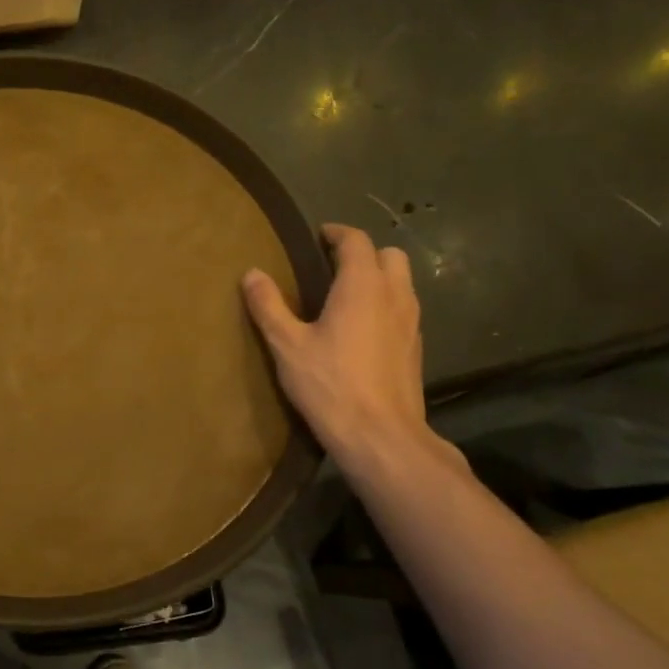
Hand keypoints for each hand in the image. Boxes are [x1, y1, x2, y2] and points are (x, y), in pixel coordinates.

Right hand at [242, 224, 454, 469]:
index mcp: (362, 287)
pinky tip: (362, 329)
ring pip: (401, 282)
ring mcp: (411, 322)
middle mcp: (394, 295)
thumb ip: (269, 306)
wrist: (380, 435)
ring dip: (378, 278)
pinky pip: (403, 309)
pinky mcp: (415, 347)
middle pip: (389, 256)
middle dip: (363, 253)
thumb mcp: (287, 345)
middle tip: (332, 266)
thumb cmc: (330, 384)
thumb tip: (252, 273)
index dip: (336, 233)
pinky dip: (385, 304)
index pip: (356, 241)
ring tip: (345, 295)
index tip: (317, 236)